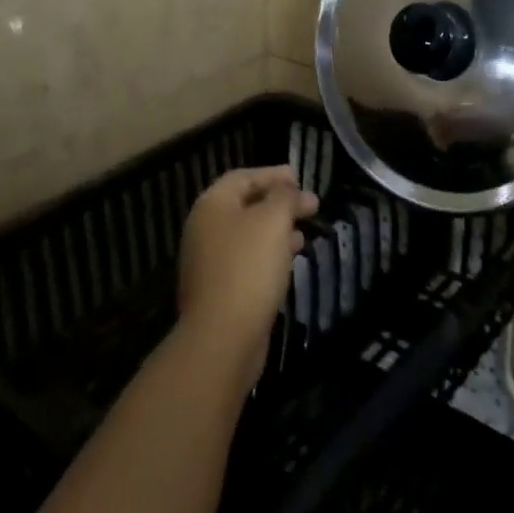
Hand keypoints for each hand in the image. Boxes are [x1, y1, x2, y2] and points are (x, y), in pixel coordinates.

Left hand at [177, 166, 318, 386]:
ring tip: (303, 233)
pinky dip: (268, 254)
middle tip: (309, 206)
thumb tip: (291, 190)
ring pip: (247, 234)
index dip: (272, 174)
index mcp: (212, 205)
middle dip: (278, 202)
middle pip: (244, 204)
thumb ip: (285, 197)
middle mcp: (204, 228)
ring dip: (276, 230)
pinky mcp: (218, 290)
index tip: (300, 178)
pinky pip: (246, 261)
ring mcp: (208, 261)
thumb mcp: (273, 221)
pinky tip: (288, 262)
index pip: (243, 177)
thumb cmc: (248, 267)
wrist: (222, 338)